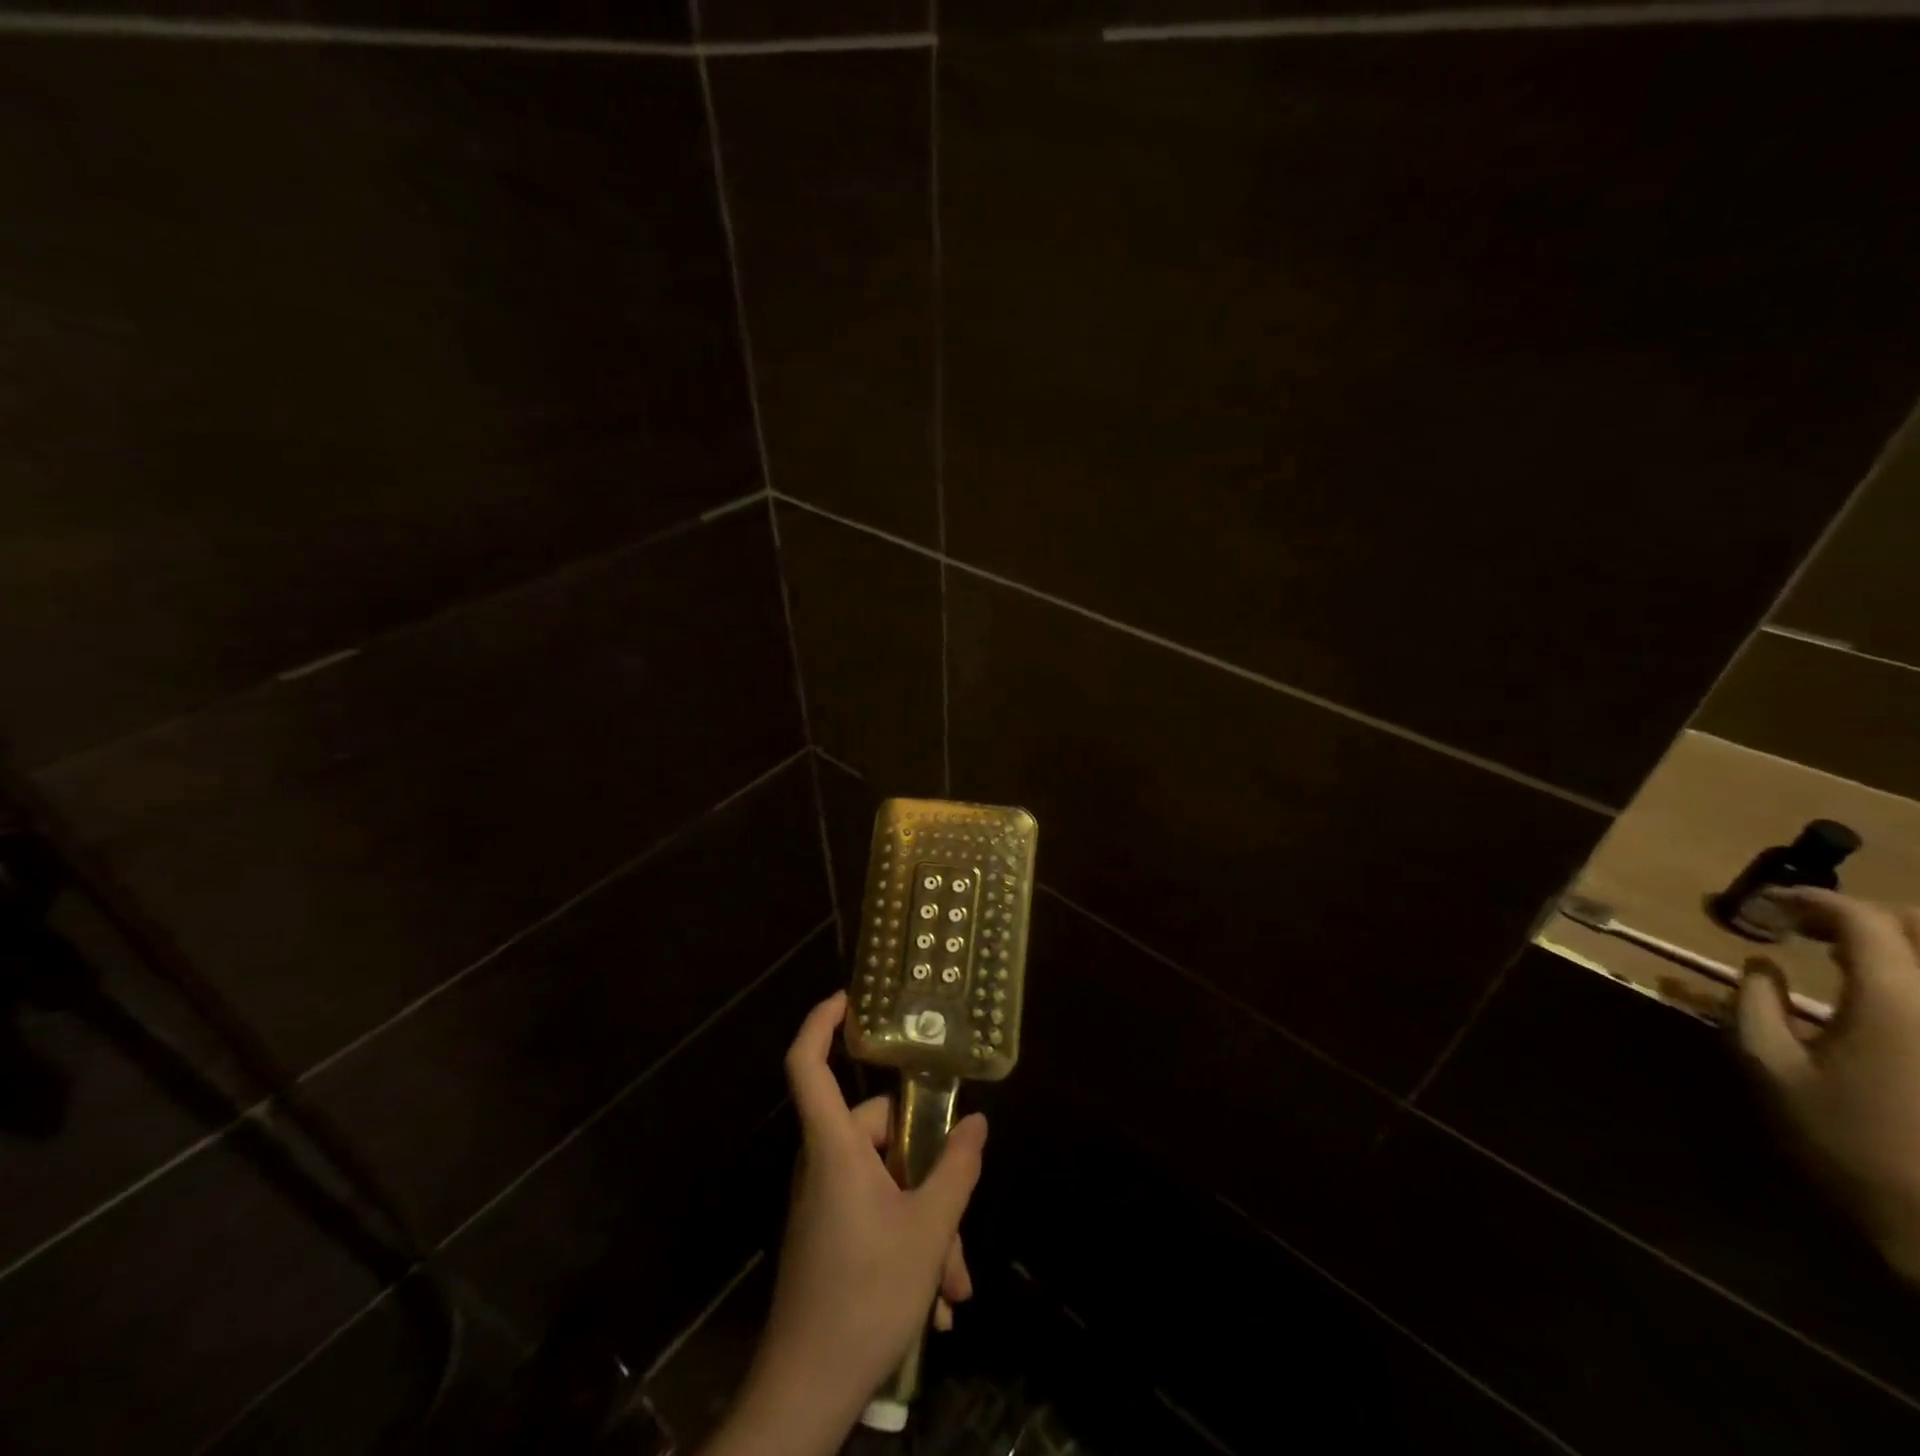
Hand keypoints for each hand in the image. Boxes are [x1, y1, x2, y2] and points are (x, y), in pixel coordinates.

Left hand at [709, 991, 986, 1455]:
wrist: (807, 1393)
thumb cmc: (866, 1294)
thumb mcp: (928, 1230)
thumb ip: (956, 1169)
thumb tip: (976, 1124)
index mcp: (834, 1147)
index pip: (807, 1064)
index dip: (821, 1023)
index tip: (850, 998)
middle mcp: (824, 1164)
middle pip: (878, 1133)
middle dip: (928, 1172)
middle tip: (960, 1224)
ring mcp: (824, 1201)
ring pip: (886, 1182)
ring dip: (926, 1222)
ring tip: (954, 1283)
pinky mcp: (829, 1234)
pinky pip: (876, 1214)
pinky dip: (908, 1243)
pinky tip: (936, 1301)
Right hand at [1735, 888, 1919, 1283]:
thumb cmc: (1850, 1143)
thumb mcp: (1772, 1069)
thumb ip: (1755, 1005)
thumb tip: (1761, 963)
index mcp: (1899, 1000)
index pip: (1862, 920)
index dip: (1812, 901)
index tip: (1770, 905)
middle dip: (1868, 916)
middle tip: (1814, 927)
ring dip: (1903, 946)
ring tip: (1857, 957)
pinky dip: (1917, 978)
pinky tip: (1895, 996)